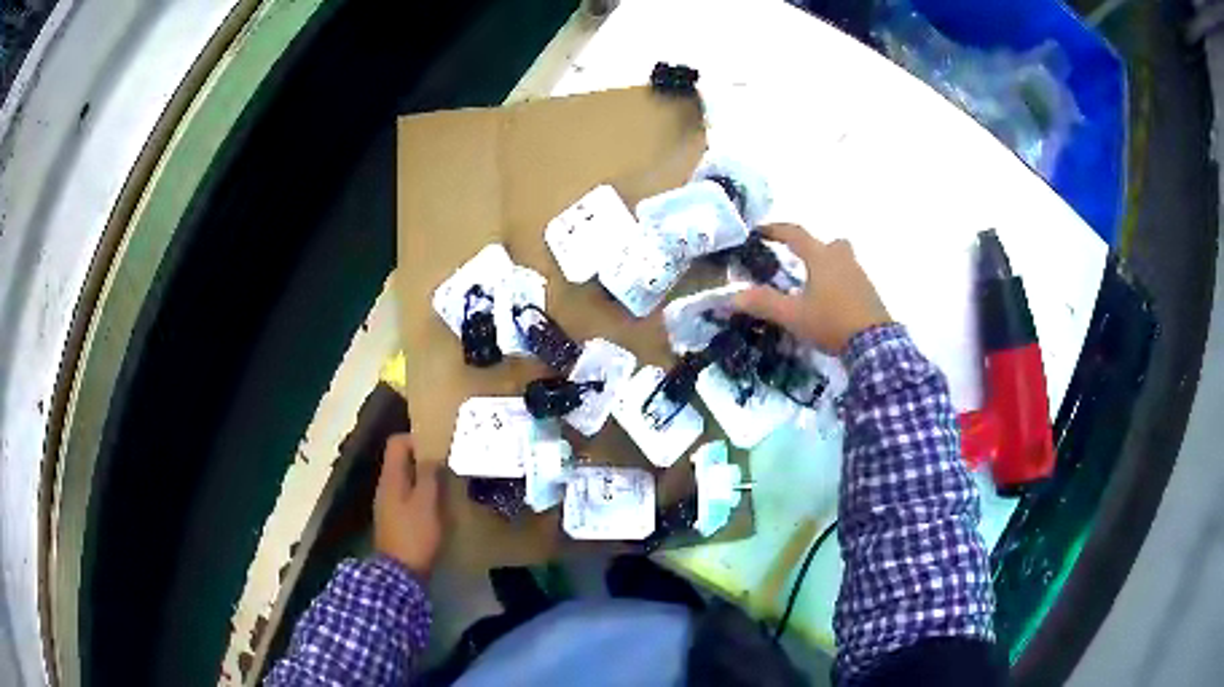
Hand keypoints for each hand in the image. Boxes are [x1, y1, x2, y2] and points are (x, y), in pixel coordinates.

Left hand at [374, 433, 442, 576]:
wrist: (399, 573)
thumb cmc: (414, 534)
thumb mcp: (426, 503)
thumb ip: (429, 476)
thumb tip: (433, 455)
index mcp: (391, 478)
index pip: (397, 442)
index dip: (417, 439)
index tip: (439, 447)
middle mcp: (386, 486)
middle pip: (401, 460)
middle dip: (423, 459)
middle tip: (448, 464)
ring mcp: (388, 504)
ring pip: (405, 479)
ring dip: (424, 478)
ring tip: (447, 484)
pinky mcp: (395, 520)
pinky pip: (407, 496)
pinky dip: (421, 495)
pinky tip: (438, 506)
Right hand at [734, 224, 890, 353]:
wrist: (874, 344)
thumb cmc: (831, 322)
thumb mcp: (793, 315)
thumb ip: (763, 304)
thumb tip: (731, 297)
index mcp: (821, 258)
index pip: (795, 234)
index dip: (775, 230)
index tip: (759, 231)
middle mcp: (842, 259)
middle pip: (828, 243)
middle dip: (812, 249)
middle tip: (798, 262)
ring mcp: (860, 275)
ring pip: (842, 260)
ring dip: (827, 267)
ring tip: (813, 288)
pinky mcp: (870, 294)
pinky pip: (851, 279)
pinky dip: (839, 285)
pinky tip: (831, 304)